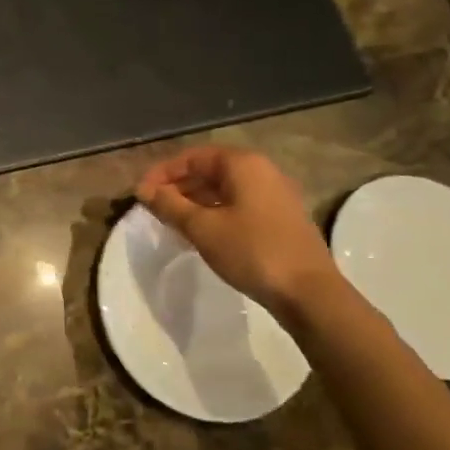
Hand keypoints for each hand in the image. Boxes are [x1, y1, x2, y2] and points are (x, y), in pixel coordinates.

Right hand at [135, 146, 342, 316]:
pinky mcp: (280, 218)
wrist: (308, 292)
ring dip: (194, 202)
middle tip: (153, 208)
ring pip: (224, 190)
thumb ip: (170, 205)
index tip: (141, 194)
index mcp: (243, 165)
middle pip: (209, 170)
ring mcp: (274, 195)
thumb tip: (144, 190)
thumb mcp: (202, 228)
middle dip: (178, 187)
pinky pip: (238, 205)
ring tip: (171, 222)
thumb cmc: (251, 251)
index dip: (162, 173)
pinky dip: (214, 213)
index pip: (193, 157)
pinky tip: (200, 234)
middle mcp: (262, 172)